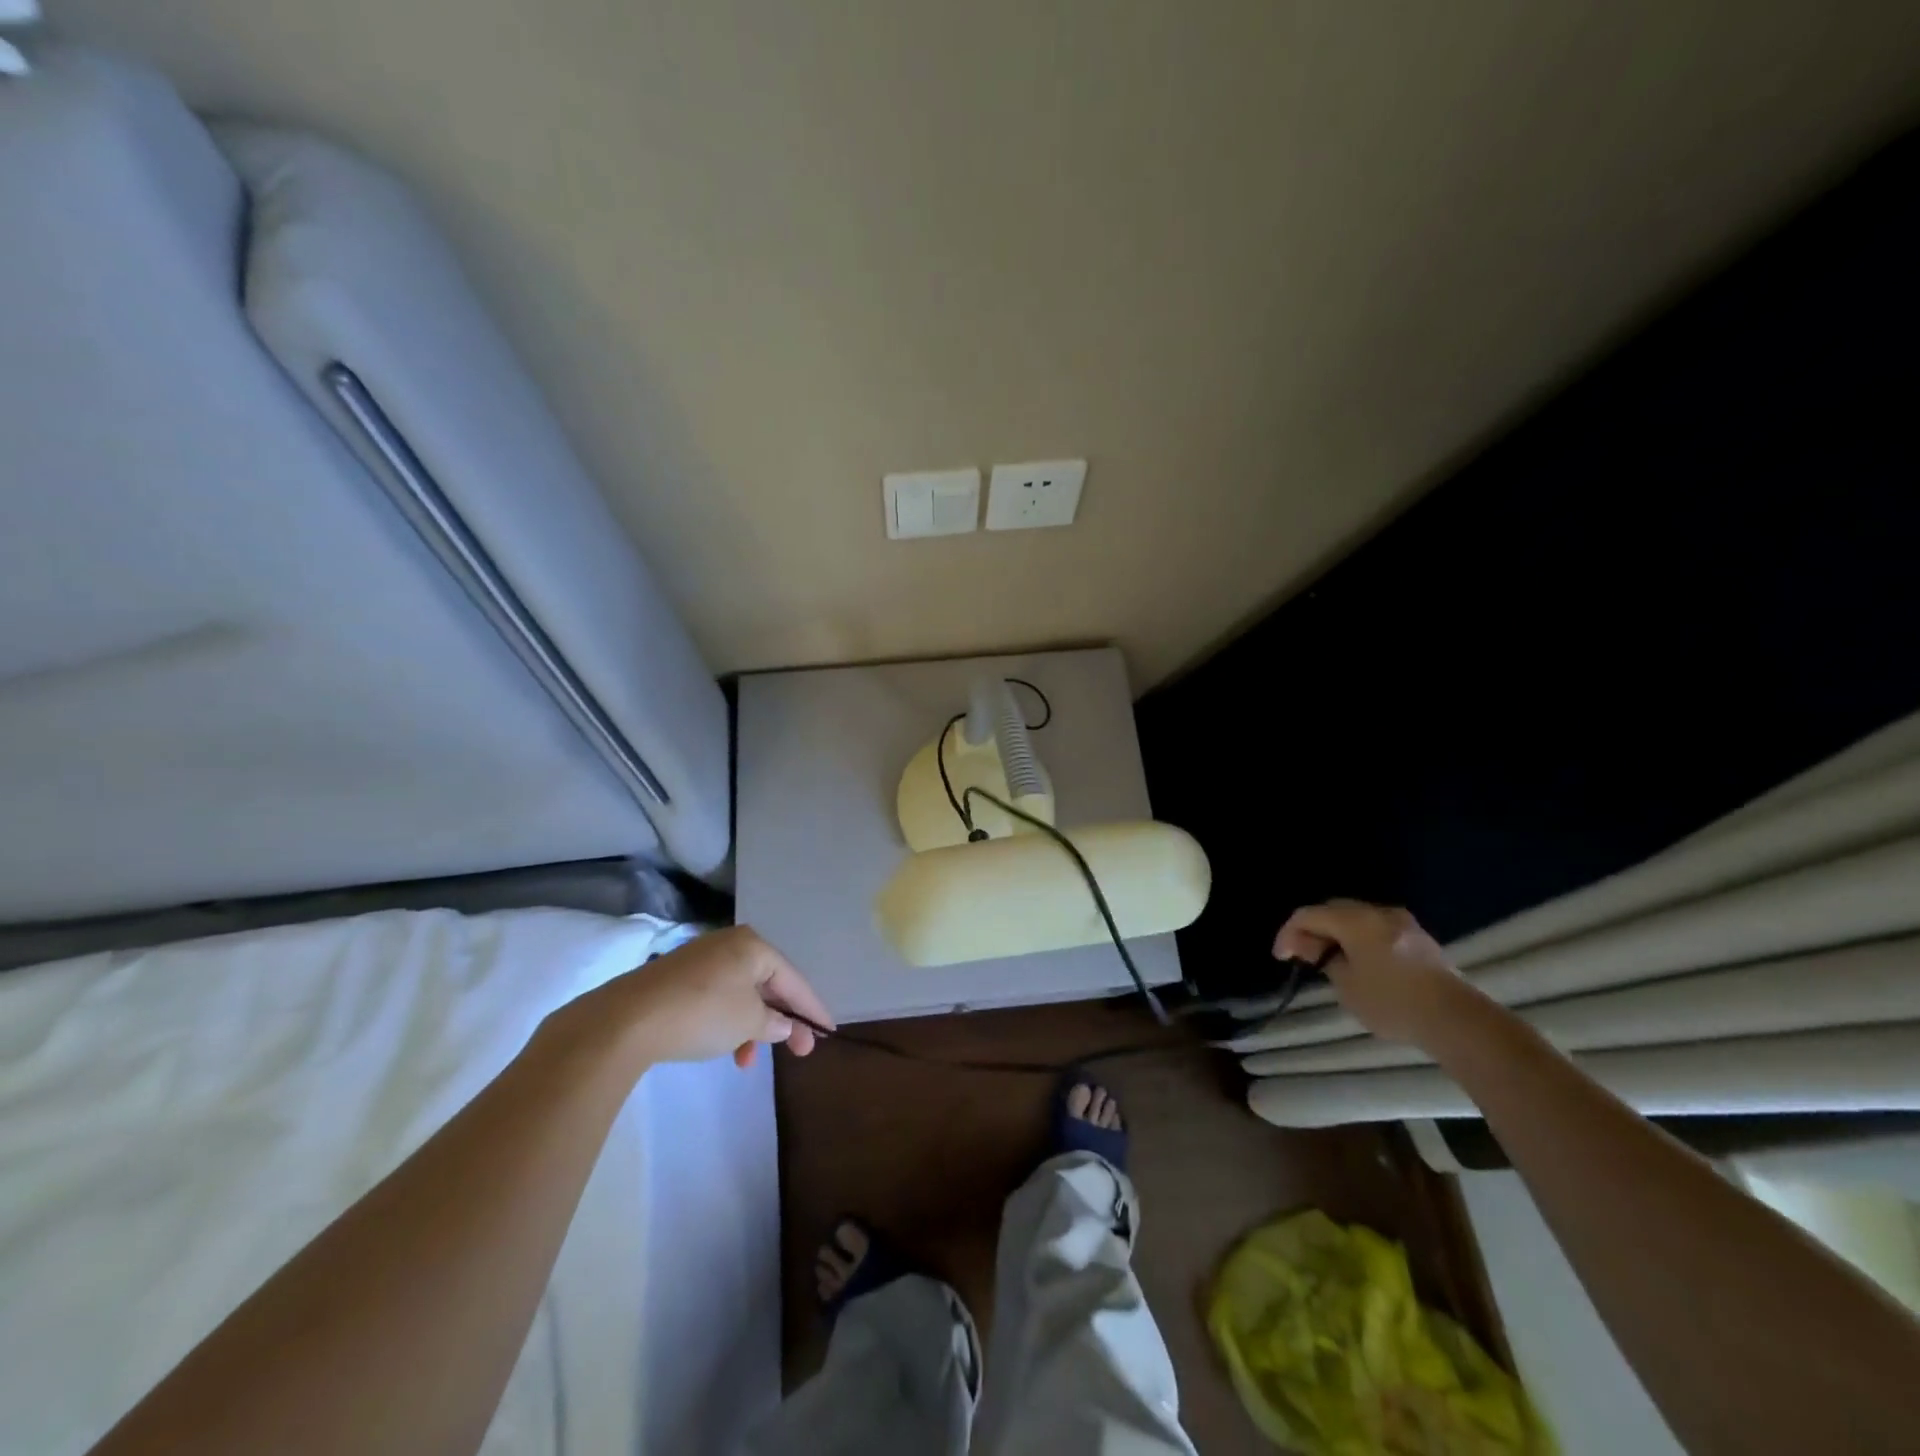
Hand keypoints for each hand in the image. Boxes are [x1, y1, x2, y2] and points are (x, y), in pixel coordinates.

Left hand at [558, 926, 834, 1069]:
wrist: (626, 1020)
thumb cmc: (702, 1013)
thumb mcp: (748, 1021)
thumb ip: (774, 1022)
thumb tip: (784, 1025)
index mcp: (753, 946)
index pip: (794, 979)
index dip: (812, 1007)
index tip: (829, 1031)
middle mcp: (729, 944)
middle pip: (768, 984)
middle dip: (782, 1019)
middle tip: (799, 1051)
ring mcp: (701, 959)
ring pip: (741, 994)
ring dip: (752, 1026)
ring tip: (747, 1059)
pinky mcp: (677, 978)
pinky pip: (718, 998)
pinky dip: (728, 1021)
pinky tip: (723, 1046)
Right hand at [1273, 900, 1473, 1047]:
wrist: (1456, 1020)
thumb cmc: (1393, 1002)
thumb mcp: (1346, 986)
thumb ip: (1327, 961)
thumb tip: (1323, 951)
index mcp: (1355, 919)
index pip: (1309, 915)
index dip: (1289, 933)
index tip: (1282, 957)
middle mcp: (1378, 912)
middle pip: (1334, 910)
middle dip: (1313, 929)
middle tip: (1303, 955)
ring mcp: (1403, 923)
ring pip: (1357, 918)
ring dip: (1338, 934)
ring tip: (1329, 959)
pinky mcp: (1420, 939)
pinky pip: (1377, 929)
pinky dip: (1360, 940)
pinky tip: (1359, 962)